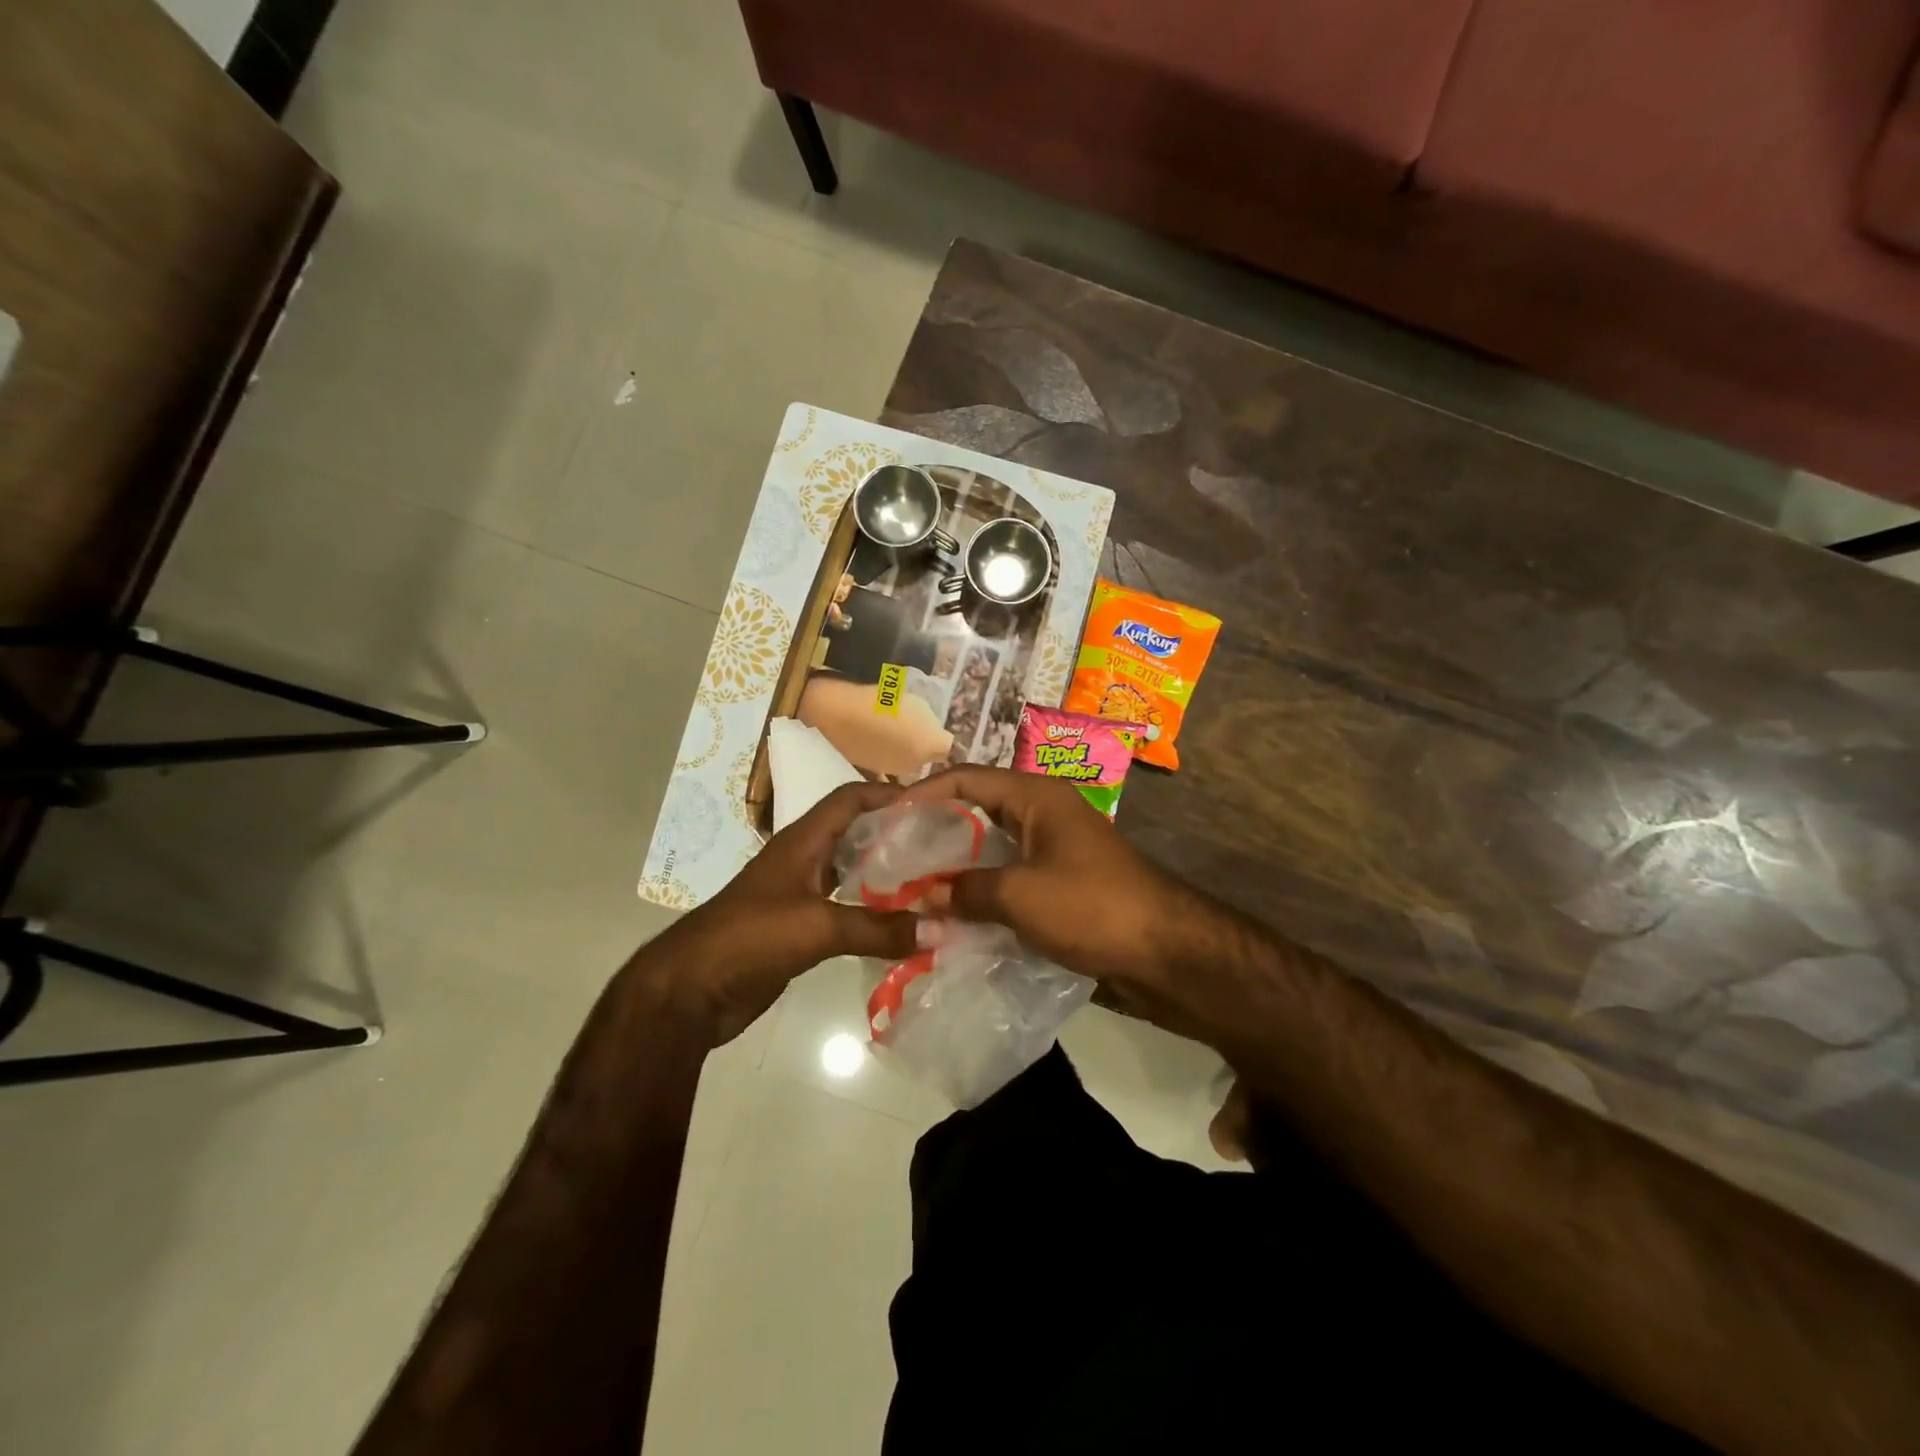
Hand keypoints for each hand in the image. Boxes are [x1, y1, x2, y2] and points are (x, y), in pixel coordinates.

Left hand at [661, 781, 916, 1044]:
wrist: (690, 991)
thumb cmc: (749, 938)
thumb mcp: (817, 926)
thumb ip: (878, 928)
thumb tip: (940, 930)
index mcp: (803, 841)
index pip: (850, 798)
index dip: (888, 793)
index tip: (933, 802)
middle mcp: (804, 860)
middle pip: (856, 833)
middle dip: (897, 835)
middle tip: (944, 845)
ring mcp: (800, 894)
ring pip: (853, 873)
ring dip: (888, 875)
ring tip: (933, 882)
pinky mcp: (800, 928)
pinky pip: (846, 910)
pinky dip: (874, 912)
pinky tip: (903, 924)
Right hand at [898, 767, 1193, 993]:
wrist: (1169, 955)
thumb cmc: (1094, 908)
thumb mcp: (1022, 896)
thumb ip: (967, 890)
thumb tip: (925, 896)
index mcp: (1036, 797)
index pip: (967, 778)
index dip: (923, 793)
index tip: (884, 818)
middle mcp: (1043, 814)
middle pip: (977, 811)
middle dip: (934, 832)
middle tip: (891, 855)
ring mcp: (1053, 851)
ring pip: (991, 850)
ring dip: (955, 867)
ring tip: (912, 886)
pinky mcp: (1060, 885)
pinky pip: (1009, 879)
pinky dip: (980, 893)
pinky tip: (952, 915)